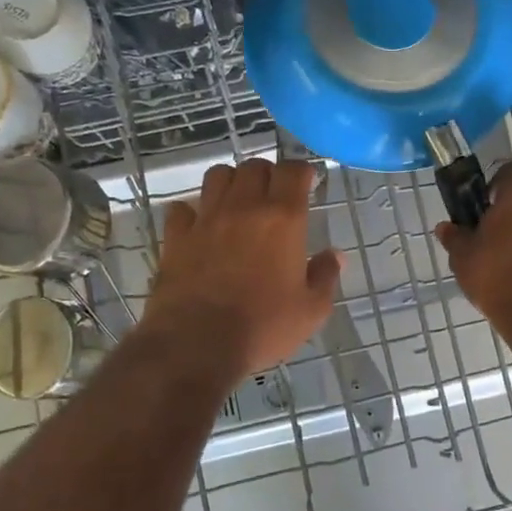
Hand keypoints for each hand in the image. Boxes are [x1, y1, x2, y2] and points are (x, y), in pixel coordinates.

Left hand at [144, 157, 342, 379]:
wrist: (197, 344)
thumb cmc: (263, 327)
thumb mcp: (311, 310)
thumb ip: (325, 276)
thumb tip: (335, 255)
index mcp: (282, 219)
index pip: (293, 171)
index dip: (303, 172)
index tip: (308, 183)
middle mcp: (243, 207)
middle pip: (254, 166)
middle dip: (268, 174)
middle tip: (274, 196)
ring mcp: (206, 219)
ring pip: (217, 176)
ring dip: (231, 182)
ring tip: (238, 202)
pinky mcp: (176, 237)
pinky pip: (182, 208)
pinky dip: (192, 211)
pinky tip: (200, 226)